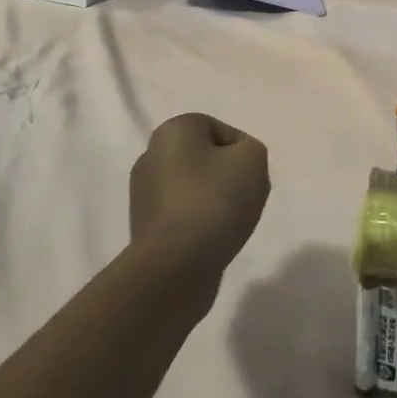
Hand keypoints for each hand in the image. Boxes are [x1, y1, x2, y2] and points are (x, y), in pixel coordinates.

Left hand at [129, 114, 270, 289]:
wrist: (175, 267)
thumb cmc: (214, 201)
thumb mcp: (253, 159)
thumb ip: (251, 148)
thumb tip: (236, 164)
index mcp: (172, 130)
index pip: (221, 130)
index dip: (242, 153)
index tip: (250, 177)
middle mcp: (151, 155)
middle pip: (206, 159)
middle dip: (228, 176)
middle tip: (244, 198)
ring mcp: (143, 193)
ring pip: (195, 188)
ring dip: (215, 202)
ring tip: (229, 224)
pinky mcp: (145, 227)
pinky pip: (183, 216)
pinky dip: (199, 224)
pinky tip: (211, 240)